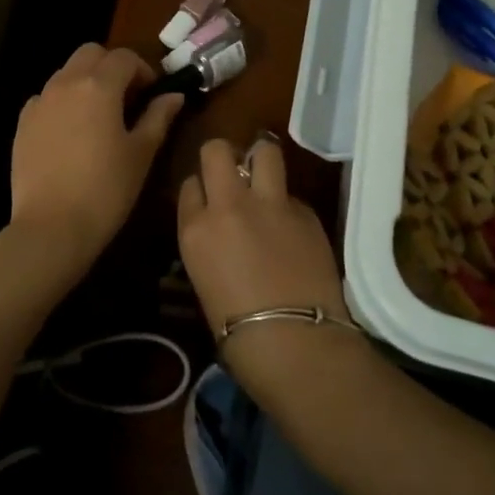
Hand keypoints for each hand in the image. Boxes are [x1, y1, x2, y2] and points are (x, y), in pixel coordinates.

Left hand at [8, 43, 183, 282]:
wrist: (51, 226)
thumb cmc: (106, 190)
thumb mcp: (141, 153)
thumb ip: (158, 117)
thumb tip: (173, 96)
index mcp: (99, 86)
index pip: (124, 57)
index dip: (143, 69)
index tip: (152, 93)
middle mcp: (65, 83)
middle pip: (90, 54)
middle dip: (112, 66)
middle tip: (127, 97)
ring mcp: (39, 102)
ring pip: (66, 73)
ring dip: (86, 81)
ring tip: (100, 116)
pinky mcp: (23, 123)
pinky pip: (46, 98)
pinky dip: (63, 102)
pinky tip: (72, 133)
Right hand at [178, 137, 363, 398]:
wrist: (295, 343)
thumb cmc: (237, 333)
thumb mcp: (204, 279)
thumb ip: (209, 242)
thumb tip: (222, 230)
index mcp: (195, 228)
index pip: (190, 184)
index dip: (200, 189)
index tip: (207, 199)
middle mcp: (229, 205)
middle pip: (217, 151)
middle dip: (222, 155)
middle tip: (231, 172)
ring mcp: (270, 204)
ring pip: (265, 151)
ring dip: (261, 159)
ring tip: (263, 175)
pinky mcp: (305, 211)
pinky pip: (291, 194)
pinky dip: (287, 204)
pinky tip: (292, 229)